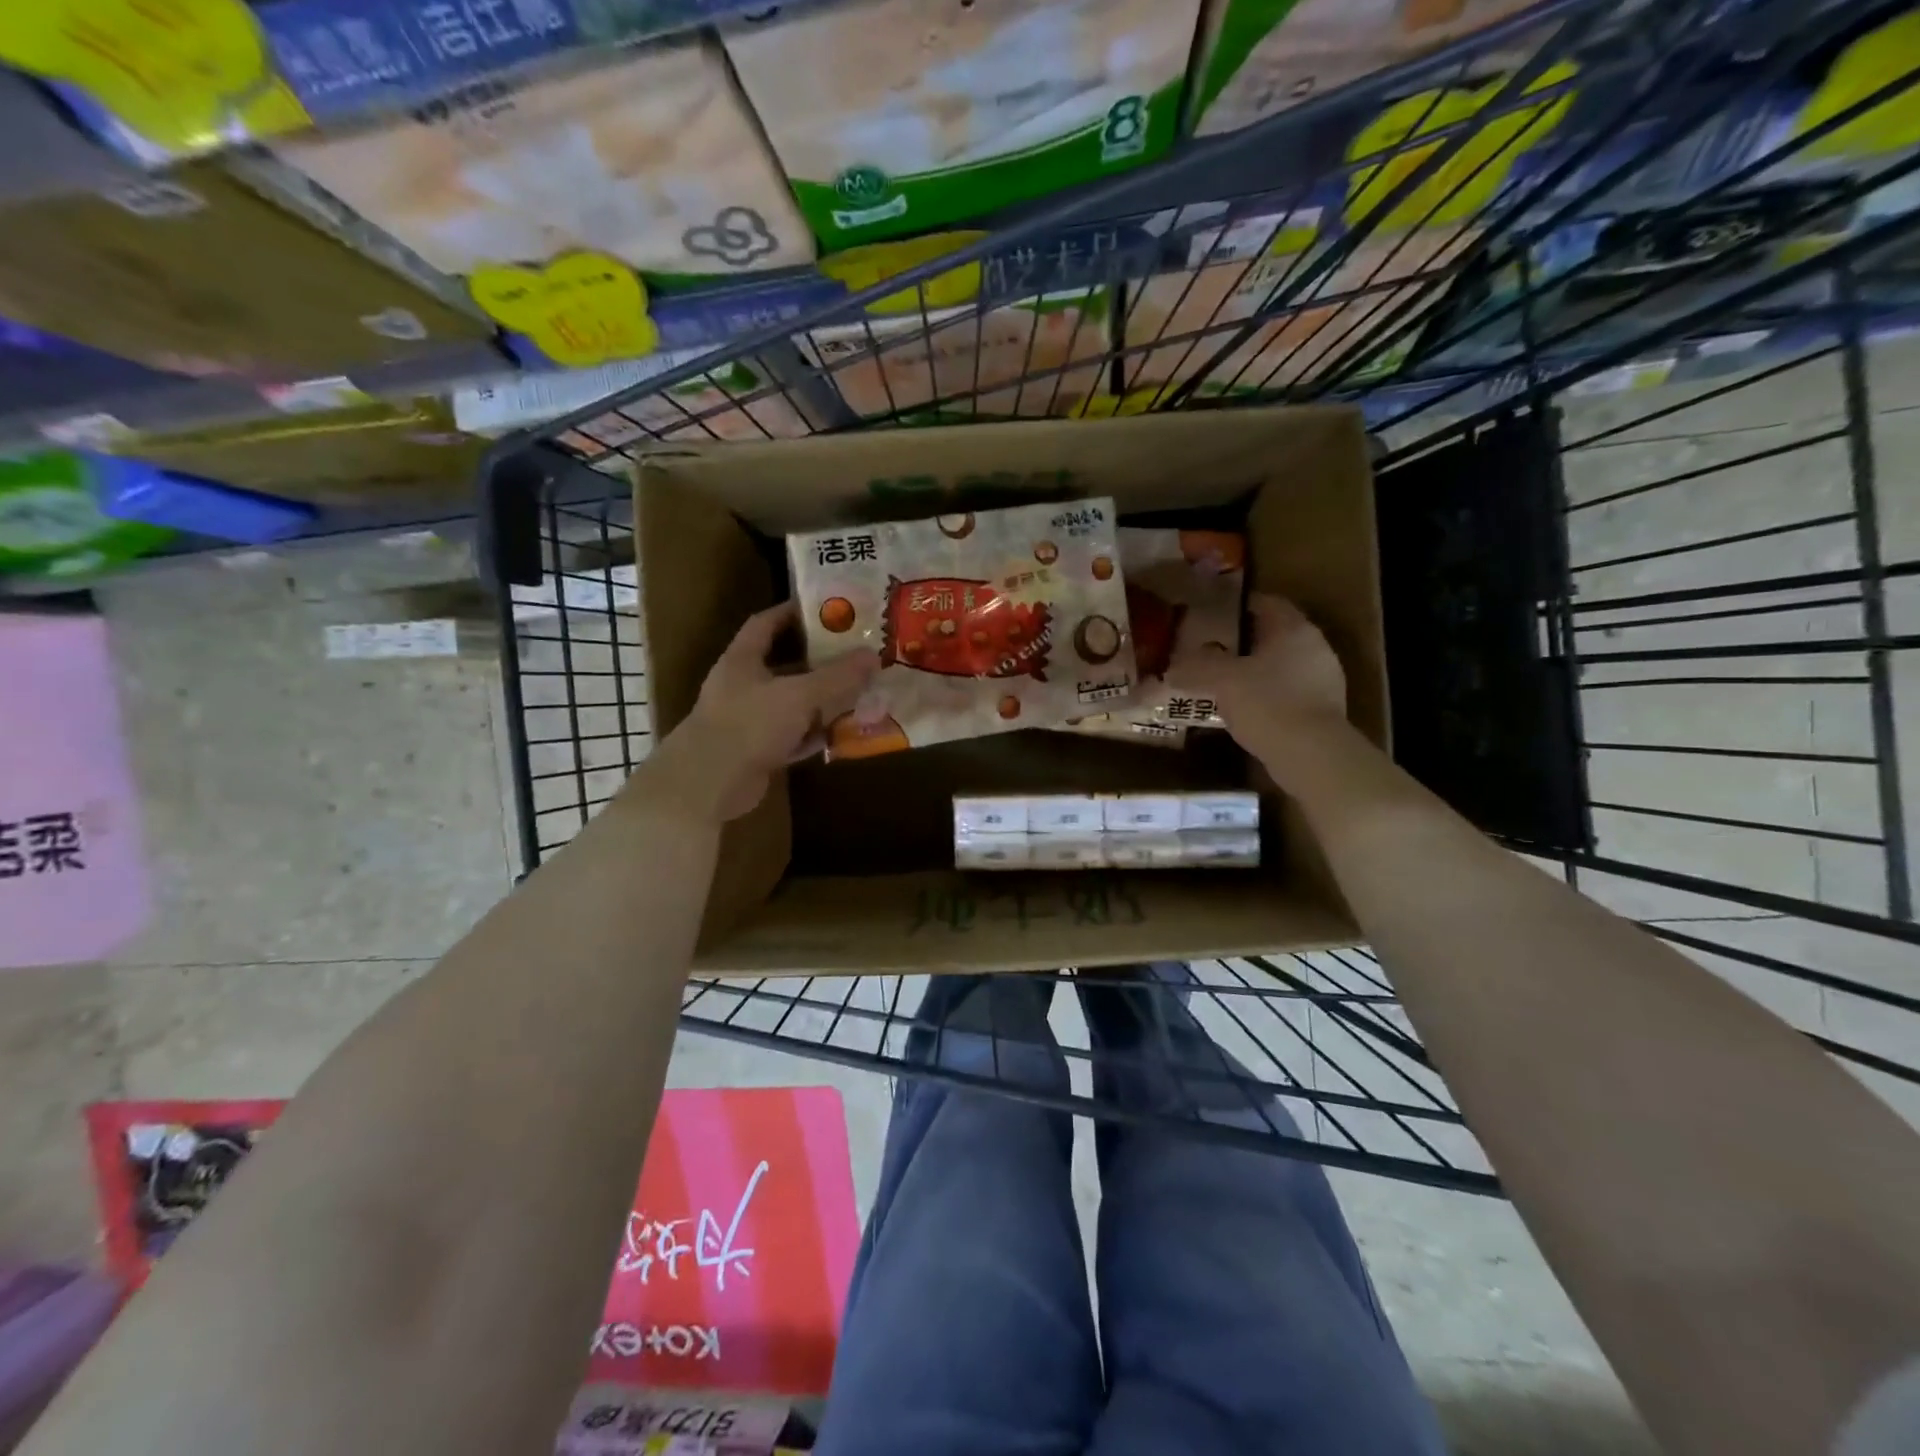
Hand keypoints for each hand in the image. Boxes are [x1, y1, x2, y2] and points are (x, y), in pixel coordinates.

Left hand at [646, 602, 878, 822]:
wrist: (709, 783)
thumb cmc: (749, 725)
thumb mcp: (799, 696)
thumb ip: (837, 677)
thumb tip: (873, 656)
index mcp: (742, 660)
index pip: (765, 624)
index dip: (792, 613)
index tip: (824, 609)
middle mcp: (743, 686)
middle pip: (784, 665)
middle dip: (818, 661)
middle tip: (854, 654)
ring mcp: (748, 720)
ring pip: (791, 704)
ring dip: (820, 701)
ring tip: (857, 692)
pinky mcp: (756, 751)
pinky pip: (791, 736)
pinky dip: (813, 735)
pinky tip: (841, 734)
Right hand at [1168, 593, 1348, 758]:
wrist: (1311, 755)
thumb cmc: (1267, 703)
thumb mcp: (1222, 680)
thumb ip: (1196, 668)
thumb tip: (1172, 668)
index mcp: (1294, 629)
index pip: (1267, 603)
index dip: (1238, 606)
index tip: (1213, 616)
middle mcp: (1315, 647)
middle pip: (1274, 635)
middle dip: (1244, 641)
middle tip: (1212, 650)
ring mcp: (1324, 680)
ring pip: (1282, 665)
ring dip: (1256, 671)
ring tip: (1224, 683)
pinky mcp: (1324, 710)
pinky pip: (1288, 692)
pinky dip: (1267, 695)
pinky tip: (1245, 710)